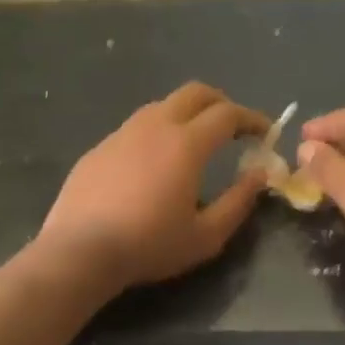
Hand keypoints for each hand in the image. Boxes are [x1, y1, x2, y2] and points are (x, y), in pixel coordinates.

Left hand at [41, 83, 270, 291]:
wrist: (79, 251)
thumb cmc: (148, 245)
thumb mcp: (206, 235)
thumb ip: (238, 202)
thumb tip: (258, 174)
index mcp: (186, 143)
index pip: (228, 114)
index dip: (252, 119)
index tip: (265, 134)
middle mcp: (155, 125)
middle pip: (196, 93)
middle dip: (222, 103)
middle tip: (234, 128)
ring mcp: (123, 133)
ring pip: (163, 105)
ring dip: (188, 114)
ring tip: (196, 142)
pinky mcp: (100, 147)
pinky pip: (137, 127)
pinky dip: (158, 132)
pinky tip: (154, 163)